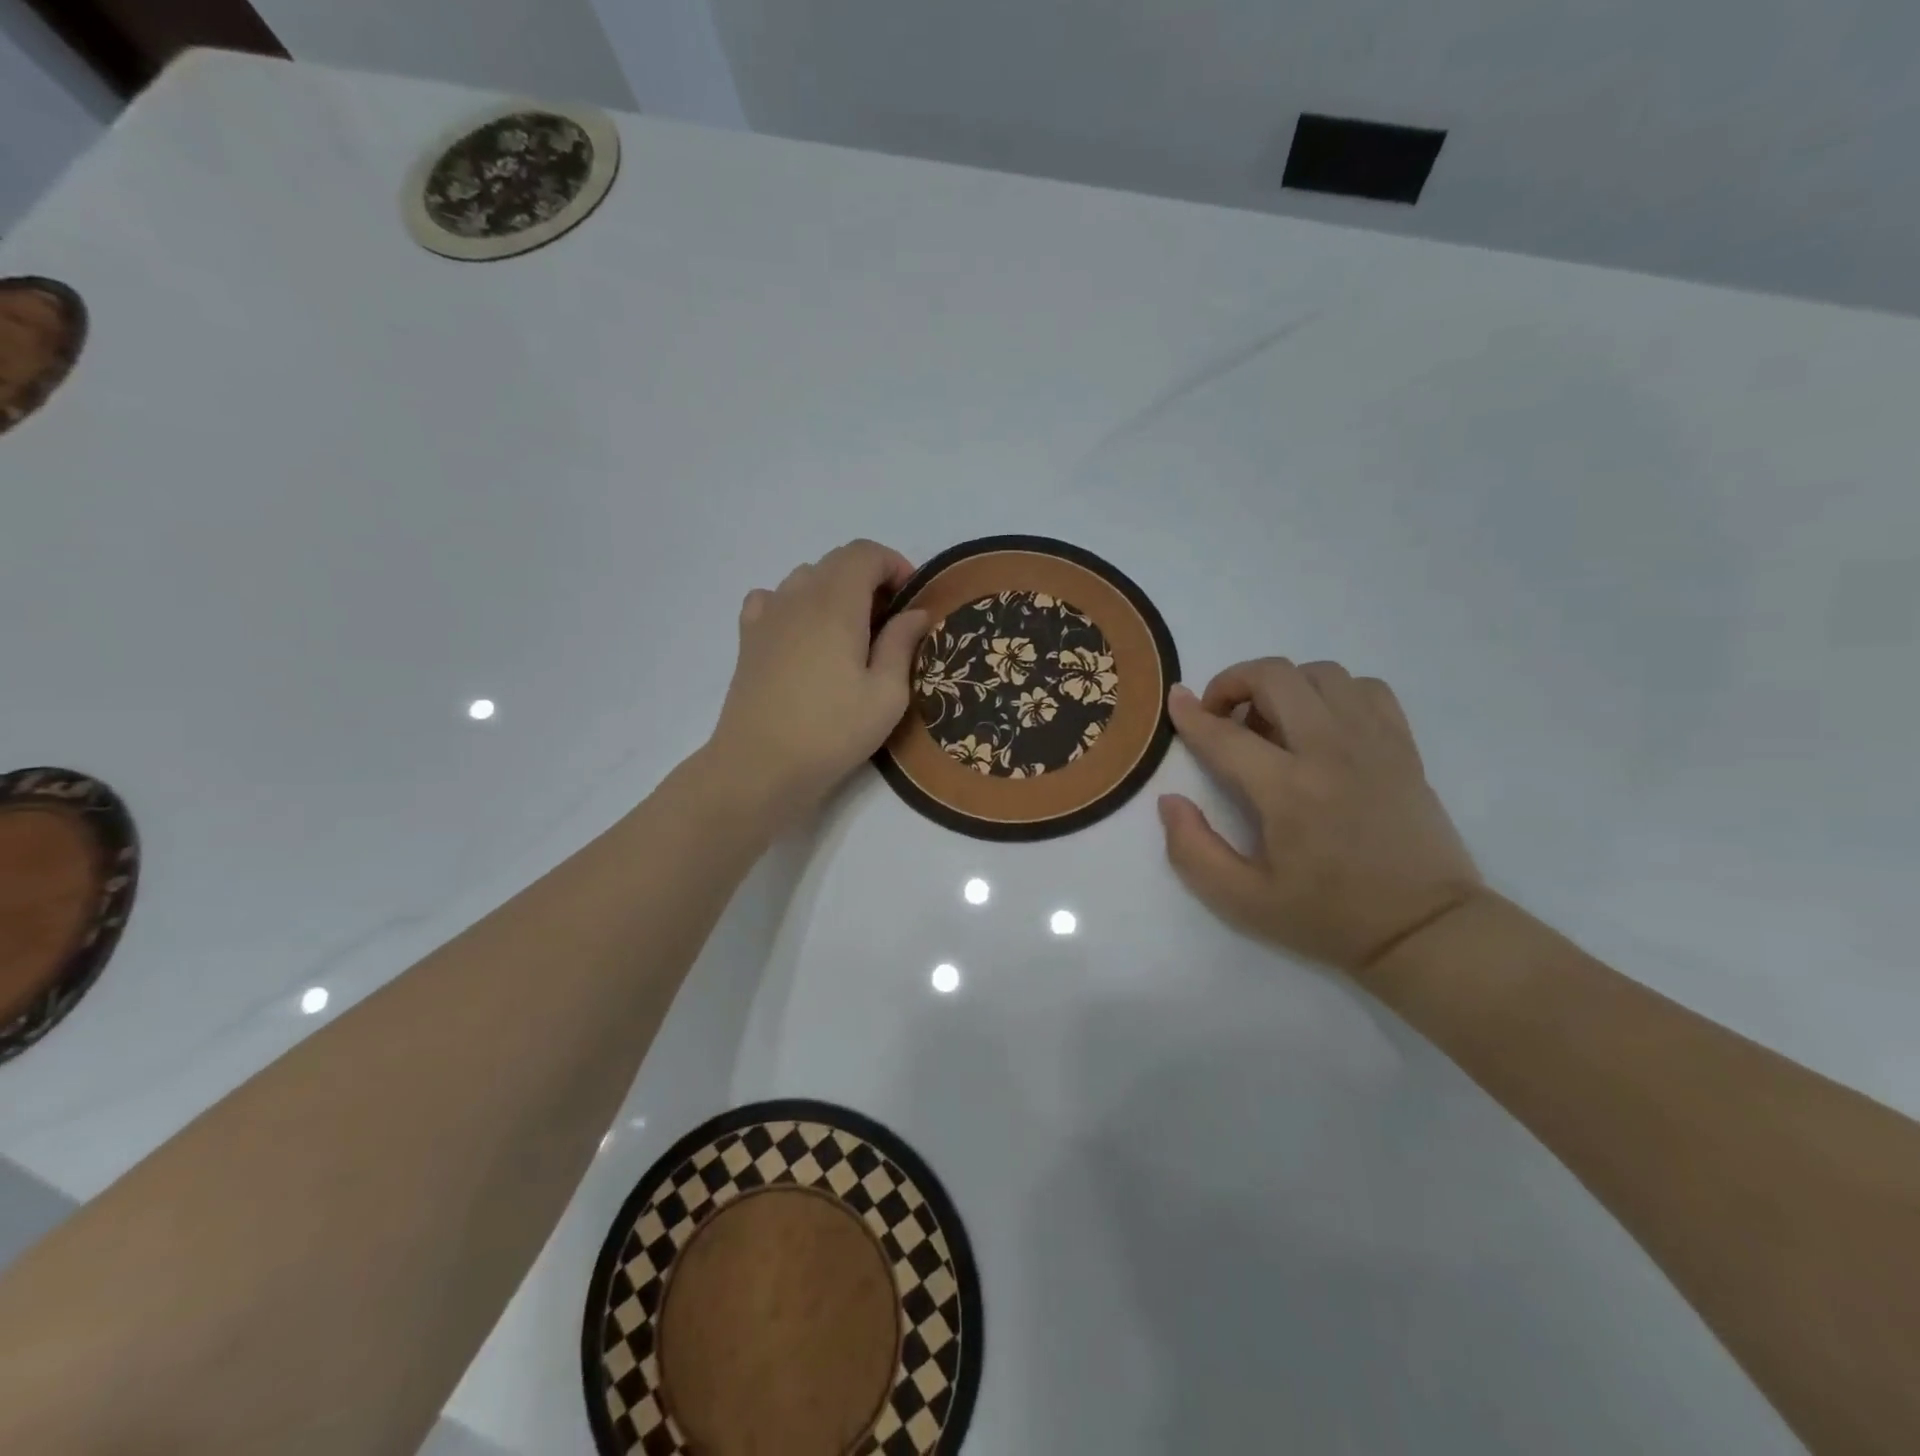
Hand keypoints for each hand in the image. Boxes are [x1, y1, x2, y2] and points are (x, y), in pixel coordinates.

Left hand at [706, 540, 929, 827]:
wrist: (760, 765)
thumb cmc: (832, 732)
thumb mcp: (886, 695)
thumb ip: (902, 644)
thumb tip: (915, 612)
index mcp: (836, 604)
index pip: (865, 553)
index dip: (894, 565)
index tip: (911, 600)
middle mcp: (798, 596)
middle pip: (836, 561)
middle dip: (869, 578)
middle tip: (889, 621)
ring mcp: (767, 615)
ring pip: (805, 577)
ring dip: (834, 590)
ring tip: (850, 632)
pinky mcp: (748, 638)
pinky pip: (773, 599)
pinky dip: (796, 604)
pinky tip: (804, 636)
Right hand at [1158, 658, 1482, 971]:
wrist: (1425, 930)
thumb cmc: (1329, 917)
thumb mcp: (1243, 901)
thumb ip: (1193, 850)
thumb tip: (1170, 801)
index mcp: (1287, 790)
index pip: (1224, 734)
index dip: (1190, 714)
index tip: (1174, 699)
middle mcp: (1330, 751)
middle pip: (1276, 676)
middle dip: (1234, 682)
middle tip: (1222, 715)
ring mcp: (1373, 743)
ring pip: (1321, 673)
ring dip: (1284, 686)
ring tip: (1272, 723)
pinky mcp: (1403, 747)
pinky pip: (1366, 689)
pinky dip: (1334, 693)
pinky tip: (1323, 725)